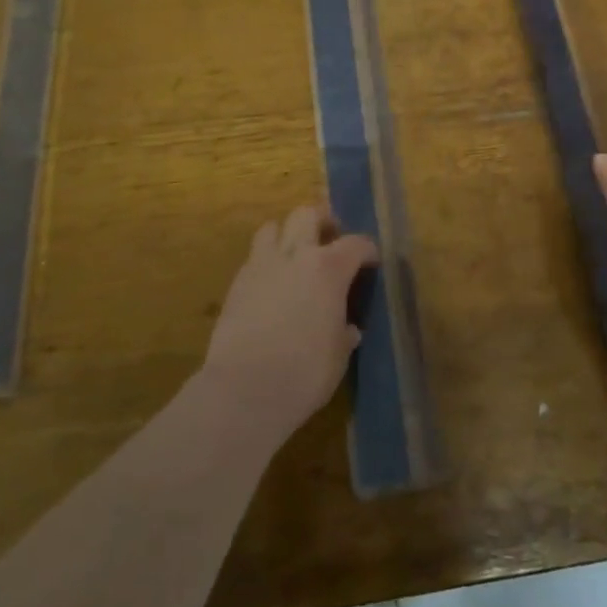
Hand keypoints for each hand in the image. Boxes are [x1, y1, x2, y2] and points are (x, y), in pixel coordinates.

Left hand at [200, 205, 375, 443]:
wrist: (244, 391)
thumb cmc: (304, 373)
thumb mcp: (338, 355)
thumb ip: (345, 333)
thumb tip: (348, 329)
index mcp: (328, 269)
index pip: (356, 244)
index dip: (367, 251)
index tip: (371, 264)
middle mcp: (296, 256)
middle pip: (307, 215)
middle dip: (322, 222)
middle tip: (329, 241)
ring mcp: (261, 266)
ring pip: (272, 227)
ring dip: (286, 235)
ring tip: (294, 257)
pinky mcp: (236, 284)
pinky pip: (254, 258)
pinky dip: (266, 262)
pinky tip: (271, 286)